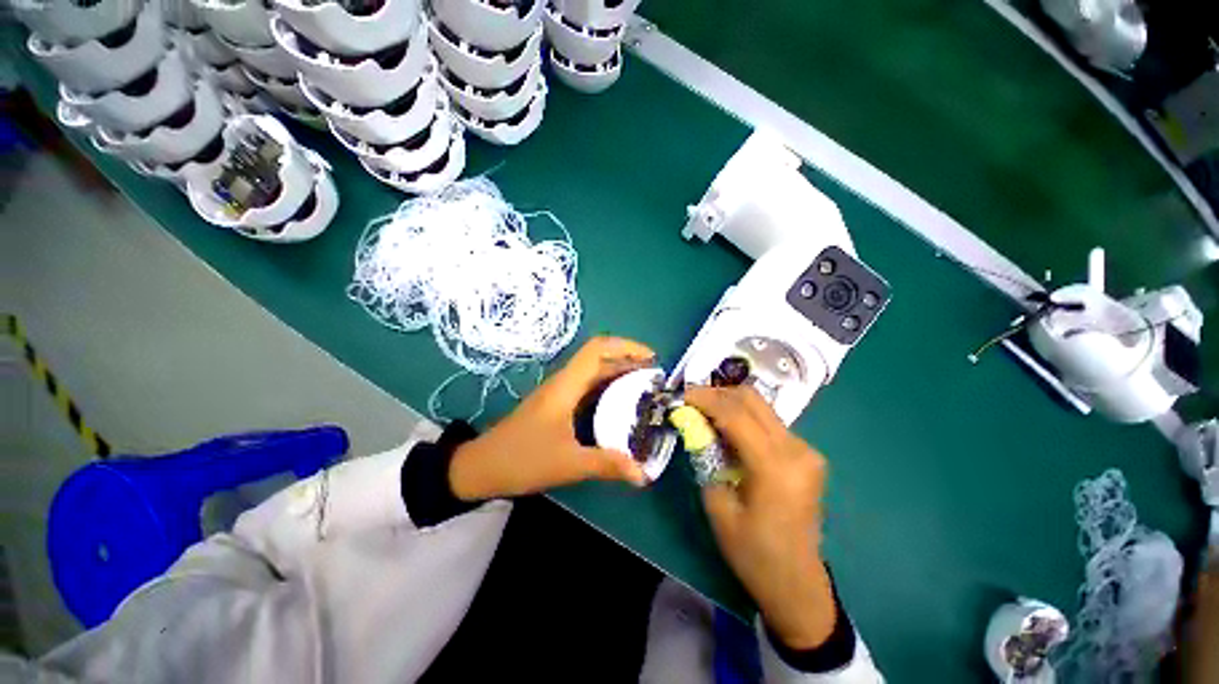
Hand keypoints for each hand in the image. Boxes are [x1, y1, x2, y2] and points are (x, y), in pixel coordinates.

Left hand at [449, 337, 653, 500]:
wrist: (481, 467)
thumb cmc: (522, 459)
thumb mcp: (568, 464)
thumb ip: (607, 465)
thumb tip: (643, 474)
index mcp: (566, 386)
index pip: (597, 349)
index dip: (626, 346)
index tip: (651, 358)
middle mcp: (563, 382)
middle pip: (599, 358)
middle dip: (629, 361)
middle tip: (655, 377)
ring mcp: (558, 392)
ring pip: (593, 372)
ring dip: (619, 374)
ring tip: (644, 388)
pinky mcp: (556, 404)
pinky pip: (587, 387)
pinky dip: (607, 388)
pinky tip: (619, 406)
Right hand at [684, 385, 835, 649]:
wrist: (796, 582)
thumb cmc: (753, 552)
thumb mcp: (718, 505)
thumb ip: (706, 457)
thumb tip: (694, 424)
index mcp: (775, 466)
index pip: (735, 414)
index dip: (705, 399)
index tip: (681, 395)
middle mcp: (797, 449)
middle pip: (753, 399)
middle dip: (718, 393)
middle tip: (692, 400)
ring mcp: (806, 450)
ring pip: (762, 407)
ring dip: (731, 404)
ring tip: (705, 413)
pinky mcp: (807, 455)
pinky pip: (770, 423)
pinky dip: (745, 418)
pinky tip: (728, 431)